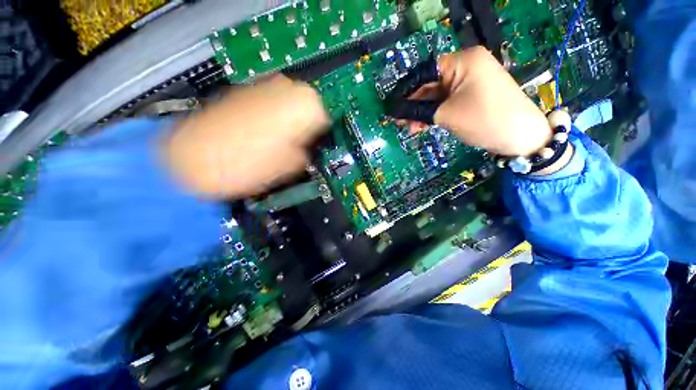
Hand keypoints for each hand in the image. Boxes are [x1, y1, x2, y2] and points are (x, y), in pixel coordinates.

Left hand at [161, 75, 328, 197]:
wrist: (191, 160)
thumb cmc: (249, 165)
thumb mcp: (291, 167)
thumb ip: (306, 154)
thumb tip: (305, 149)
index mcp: (303, 104)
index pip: (324, 118)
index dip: (319, 137)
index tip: (312, 148)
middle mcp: (284, 87)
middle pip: (306, 107)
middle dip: (303, 126)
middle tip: (295, 146)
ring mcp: (260, 86)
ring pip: (286, 104)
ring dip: (287, 122)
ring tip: (275, 143)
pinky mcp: (241, 91)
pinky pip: (267, 103)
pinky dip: (269, 118)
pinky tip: (258, 136)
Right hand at [408, 47, 551, 156]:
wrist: (520, 136)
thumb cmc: (483, 119)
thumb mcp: (446, 115)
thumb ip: (418, 112)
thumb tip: (396, 112)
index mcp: (462, 61)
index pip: (424, 72)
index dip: (406, 92)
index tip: (393, 109)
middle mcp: (466, 65)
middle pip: (430, 84)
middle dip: (415, 106)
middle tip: (401, 124)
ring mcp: (470, 80)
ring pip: (437, 95)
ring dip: (423, 113)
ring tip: (412, 130)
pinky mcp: (472, 94)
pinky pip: (447, 101)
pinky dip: (435, 113)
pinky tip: (424, 126)